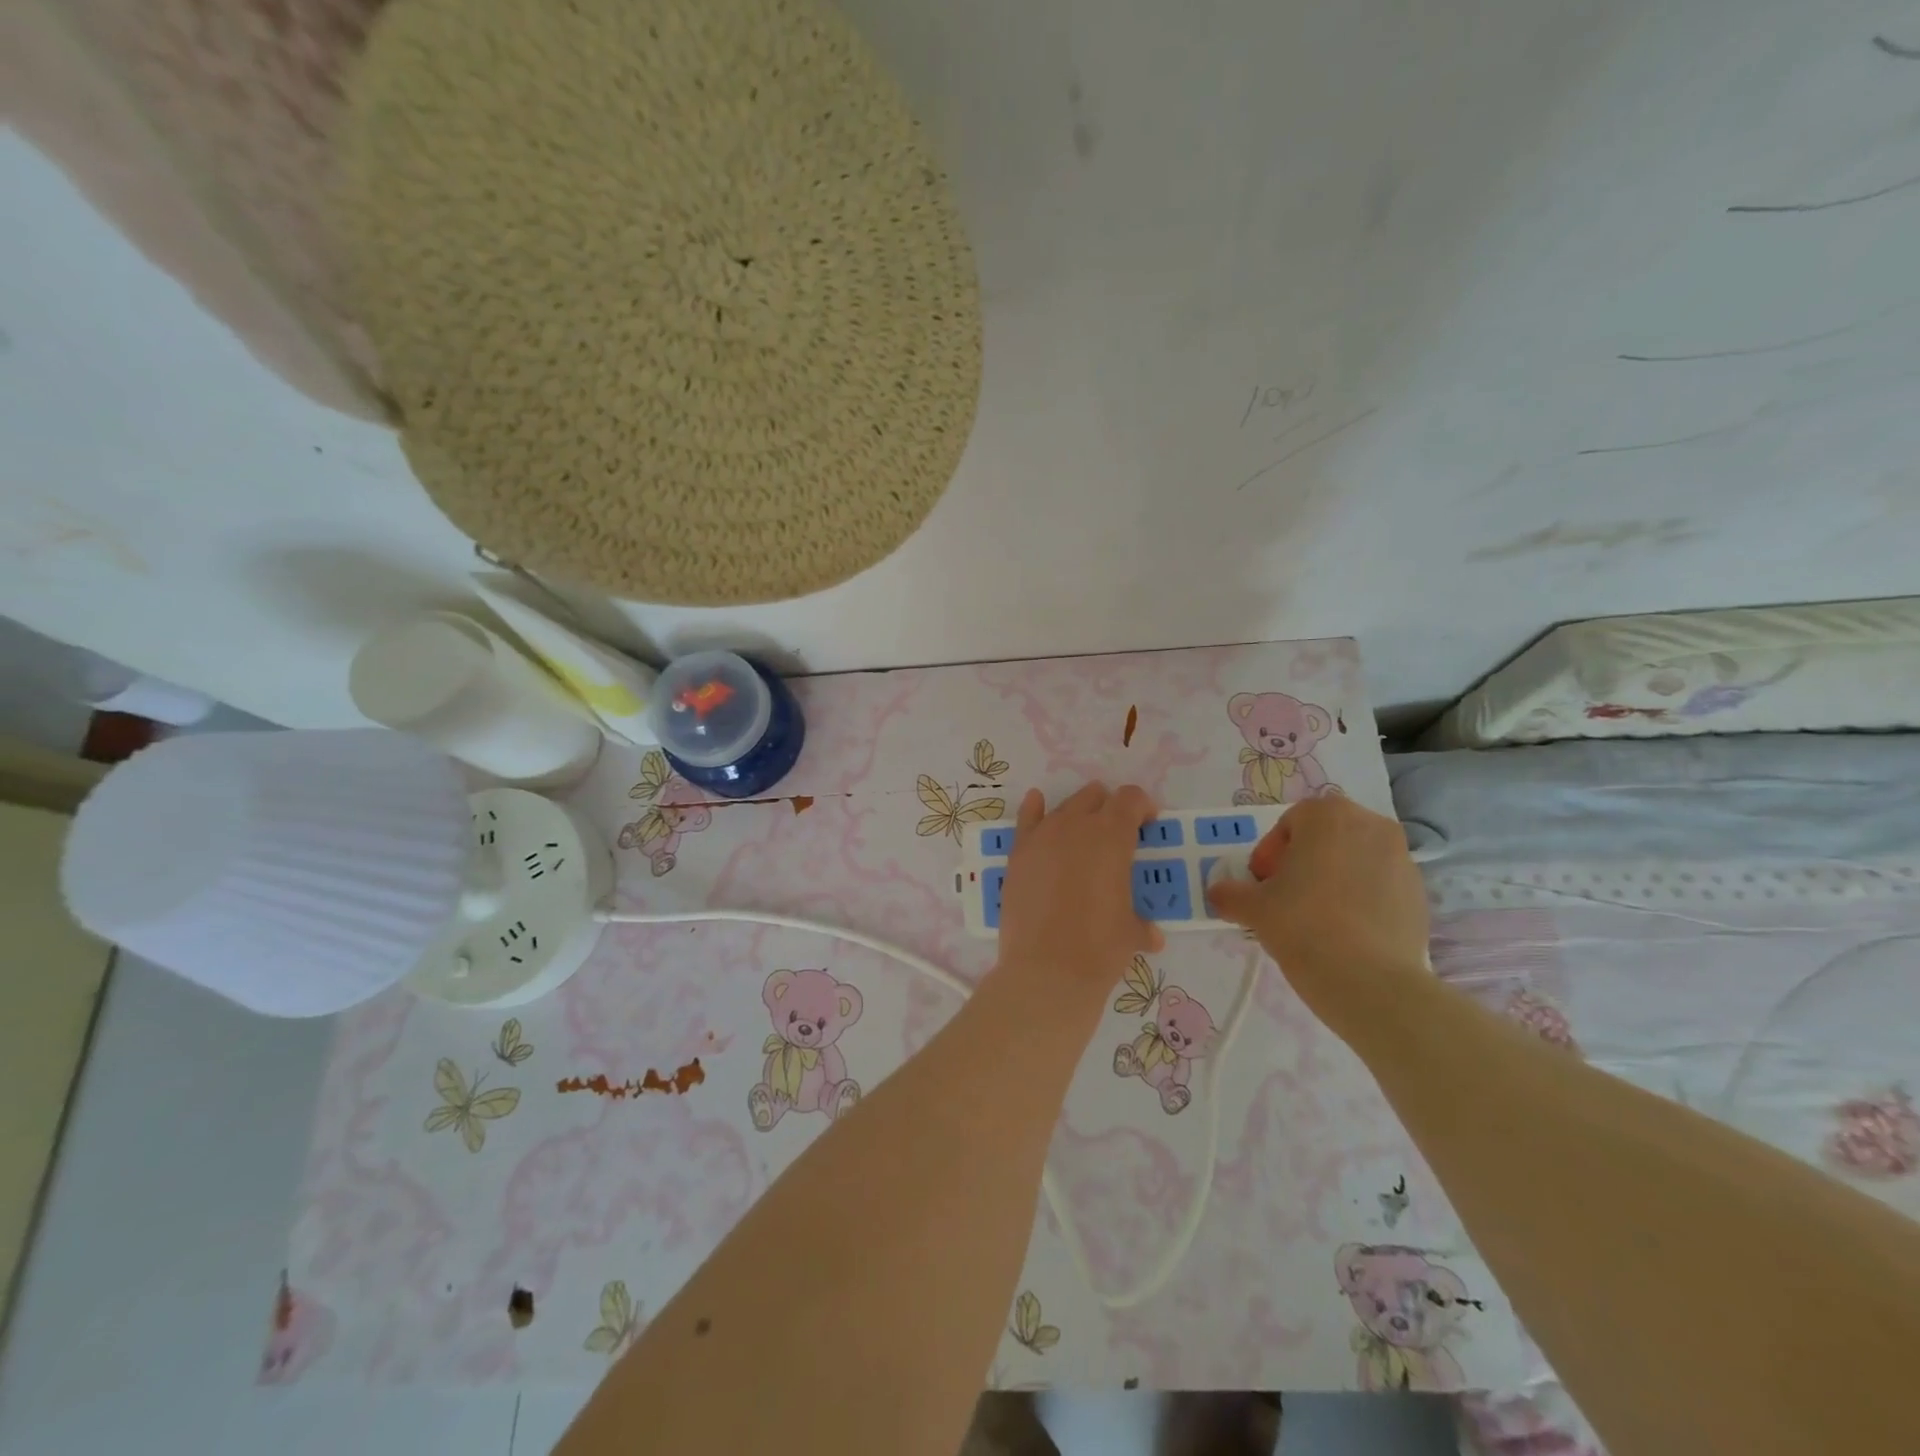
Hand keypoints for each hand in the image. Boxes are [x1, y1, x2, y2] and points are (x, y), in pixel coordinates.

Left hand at [996, 782, 1163, 990]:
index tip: (1146, 826)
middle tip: (1115, 836)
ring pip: (1064, 807)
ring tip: (1082, 836)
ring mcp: (1042, 836)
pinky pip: (1027, 818)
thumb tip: (1151, 935)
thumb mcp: (1131, 933)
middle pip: (1095, 797)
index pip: (1130, 798)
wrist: (1047, 970)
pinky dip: (1035, 809)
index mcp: (1112, 836)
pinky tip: (1037, 804)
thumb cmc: (1099, 948)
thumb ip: (1142, 924)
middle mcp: (1076, 825)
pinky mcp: (1018, 853)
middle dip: (1109, 809)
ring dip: (1078, 814)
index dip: (1142, 807)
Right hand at [1205, 796, 1427, 1036]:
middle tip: (1284, 897)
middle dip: (1303, 861)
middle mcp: (1370, 824)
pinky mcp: (1420, 893)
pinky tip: (1345, 931)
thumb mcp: (1252, 908)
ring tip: (1316, 917)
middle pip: (1325, 837)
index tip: (1262, 885)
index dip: (1270, 854)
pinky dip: (1361, 899)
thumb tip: (1219, 893)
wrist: (1370, 981)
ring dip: (1333, 878)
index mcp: (1328, 815)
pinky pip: (1379, 885)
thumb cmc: (1302, 926)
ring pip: (1354, 860)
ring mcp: (1401, 858)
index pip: (1289, 824)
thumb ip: (1229, 893)